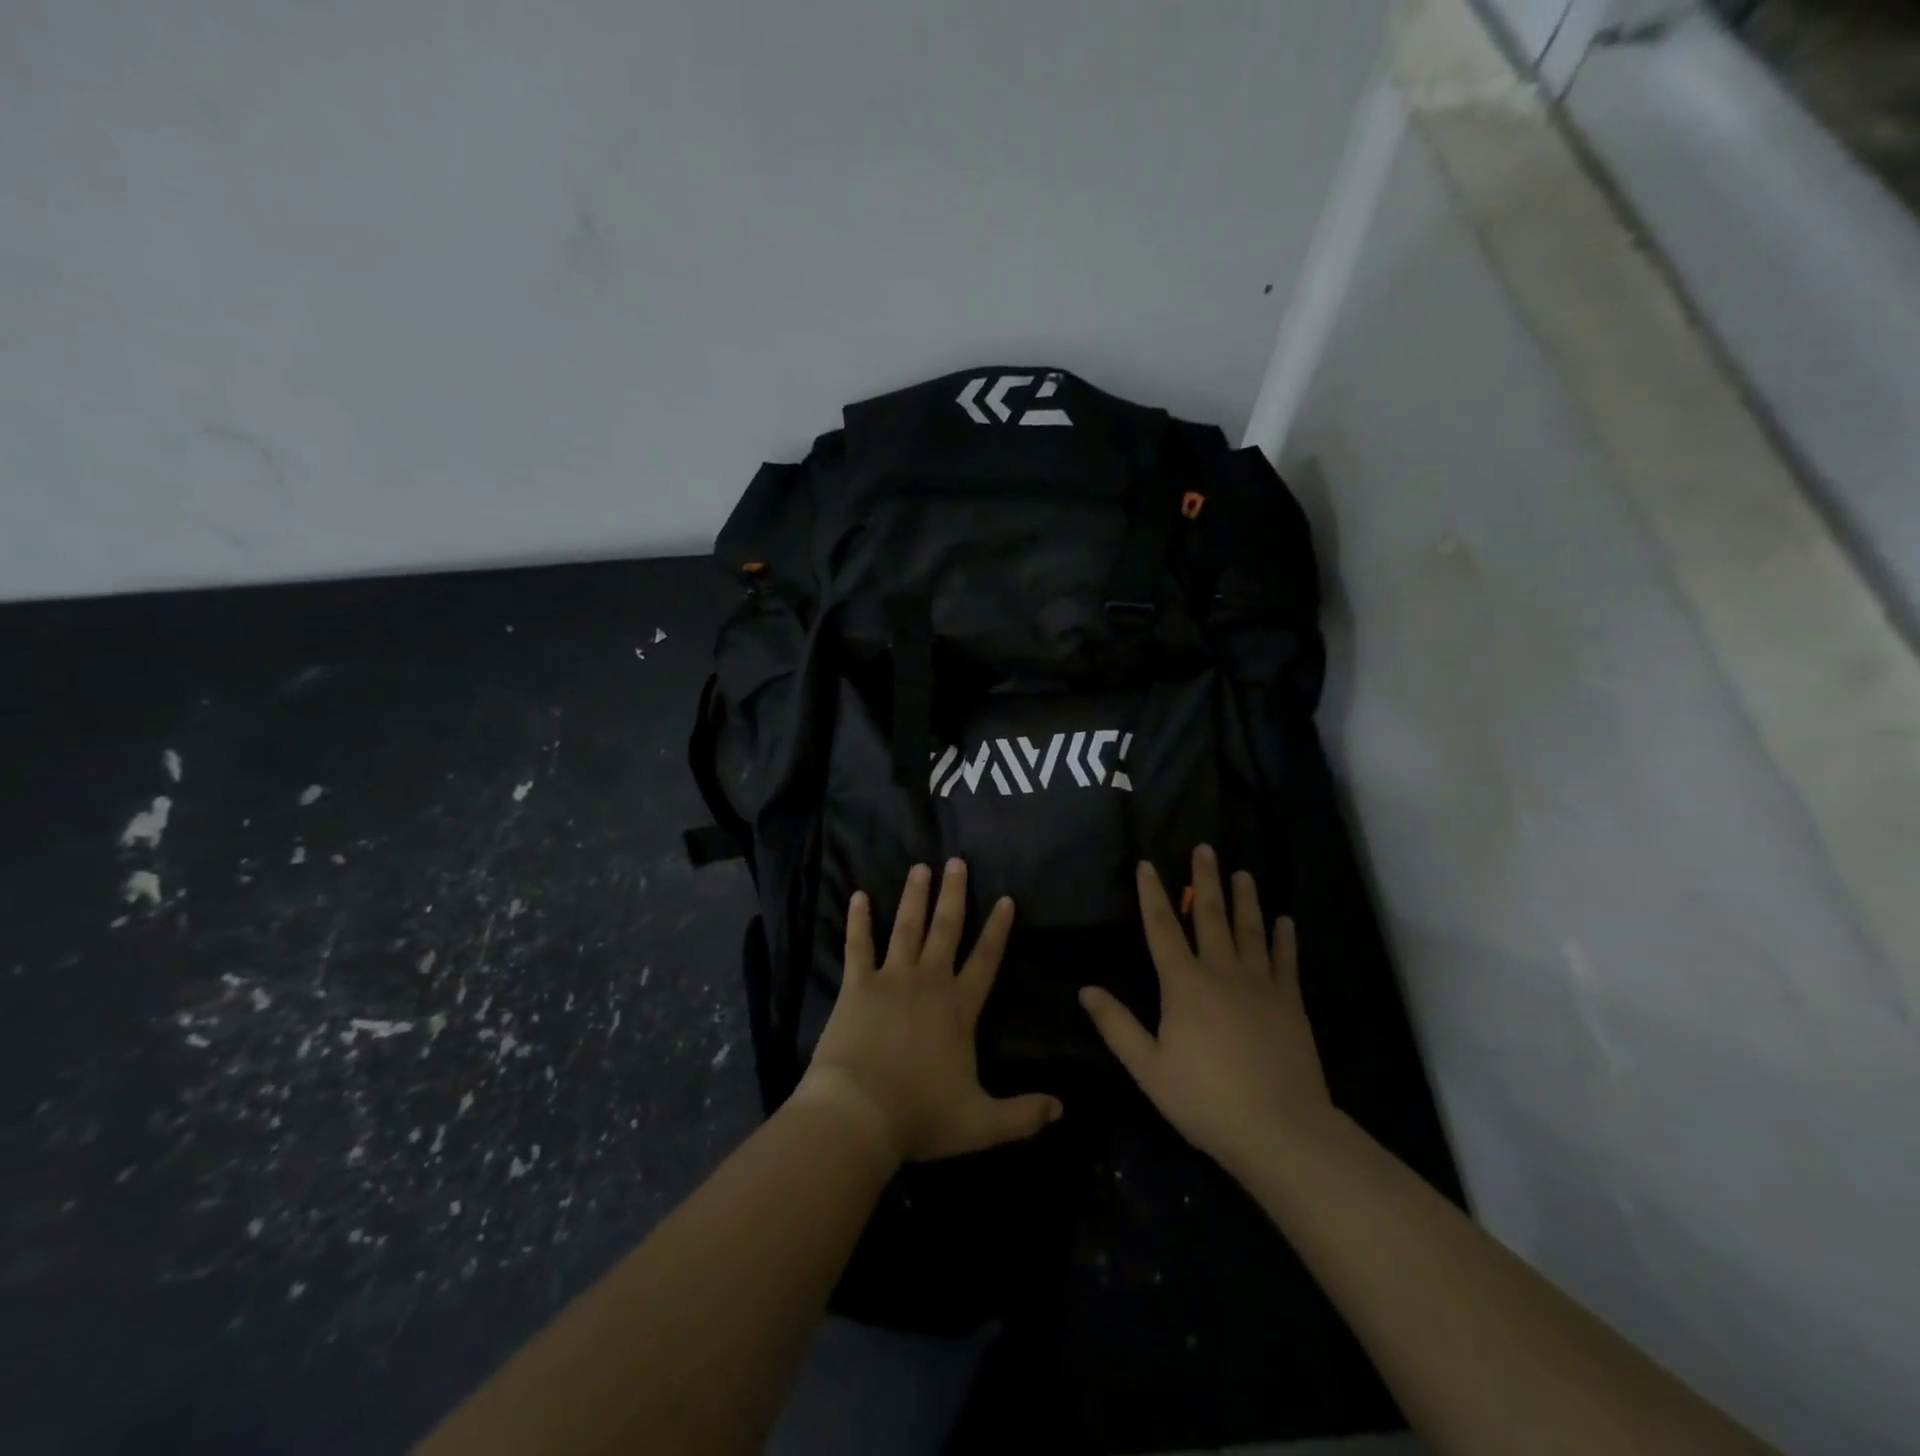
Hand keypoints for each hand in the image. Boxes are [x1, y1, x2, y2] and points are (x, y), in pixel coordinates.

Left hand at [796, 859, 1062, 1164]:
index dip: (997, 929)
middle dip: (953, 895)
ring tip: (920, 867)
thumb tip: (1062, 1109)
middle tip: (956, 861)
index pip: (986, 959)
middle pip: (946, 929)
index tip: (1005, 899)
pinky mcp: (857, 985)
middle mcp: (929, 982)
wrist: (859, 1114)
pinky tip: (859, 896)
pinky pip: (858, 945)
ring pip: (906, 927)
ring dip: (914, 896)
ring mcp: (891, 979)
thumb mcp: (981, 1124)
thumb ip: (1023, 1115)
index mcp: (959, 1008)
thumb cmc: (920, 1116)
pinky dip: (858, 921)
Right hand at [1079, 845, 1331, 1177]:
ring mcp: (1260, 984)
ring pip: (1250, 929)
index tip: (1147, 864)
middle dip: (1205, 880)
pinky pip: (1286, 961)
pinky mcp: (1290, 1002)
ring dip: (1245, 898)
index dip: (1151, 894)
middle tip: (1205, 848)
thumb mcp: (1148, 1068)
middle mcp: (1221, 972)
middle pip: (1210, 915)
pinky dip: (1284, 938)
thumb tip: (1086, 989)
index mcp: (1183, 984)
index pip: (1161, 927)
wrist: (1280, 1129)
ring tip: (1243, 873)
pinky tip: (1285, 921)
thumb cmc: (1205, 1099)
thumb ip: (1116, 1025)